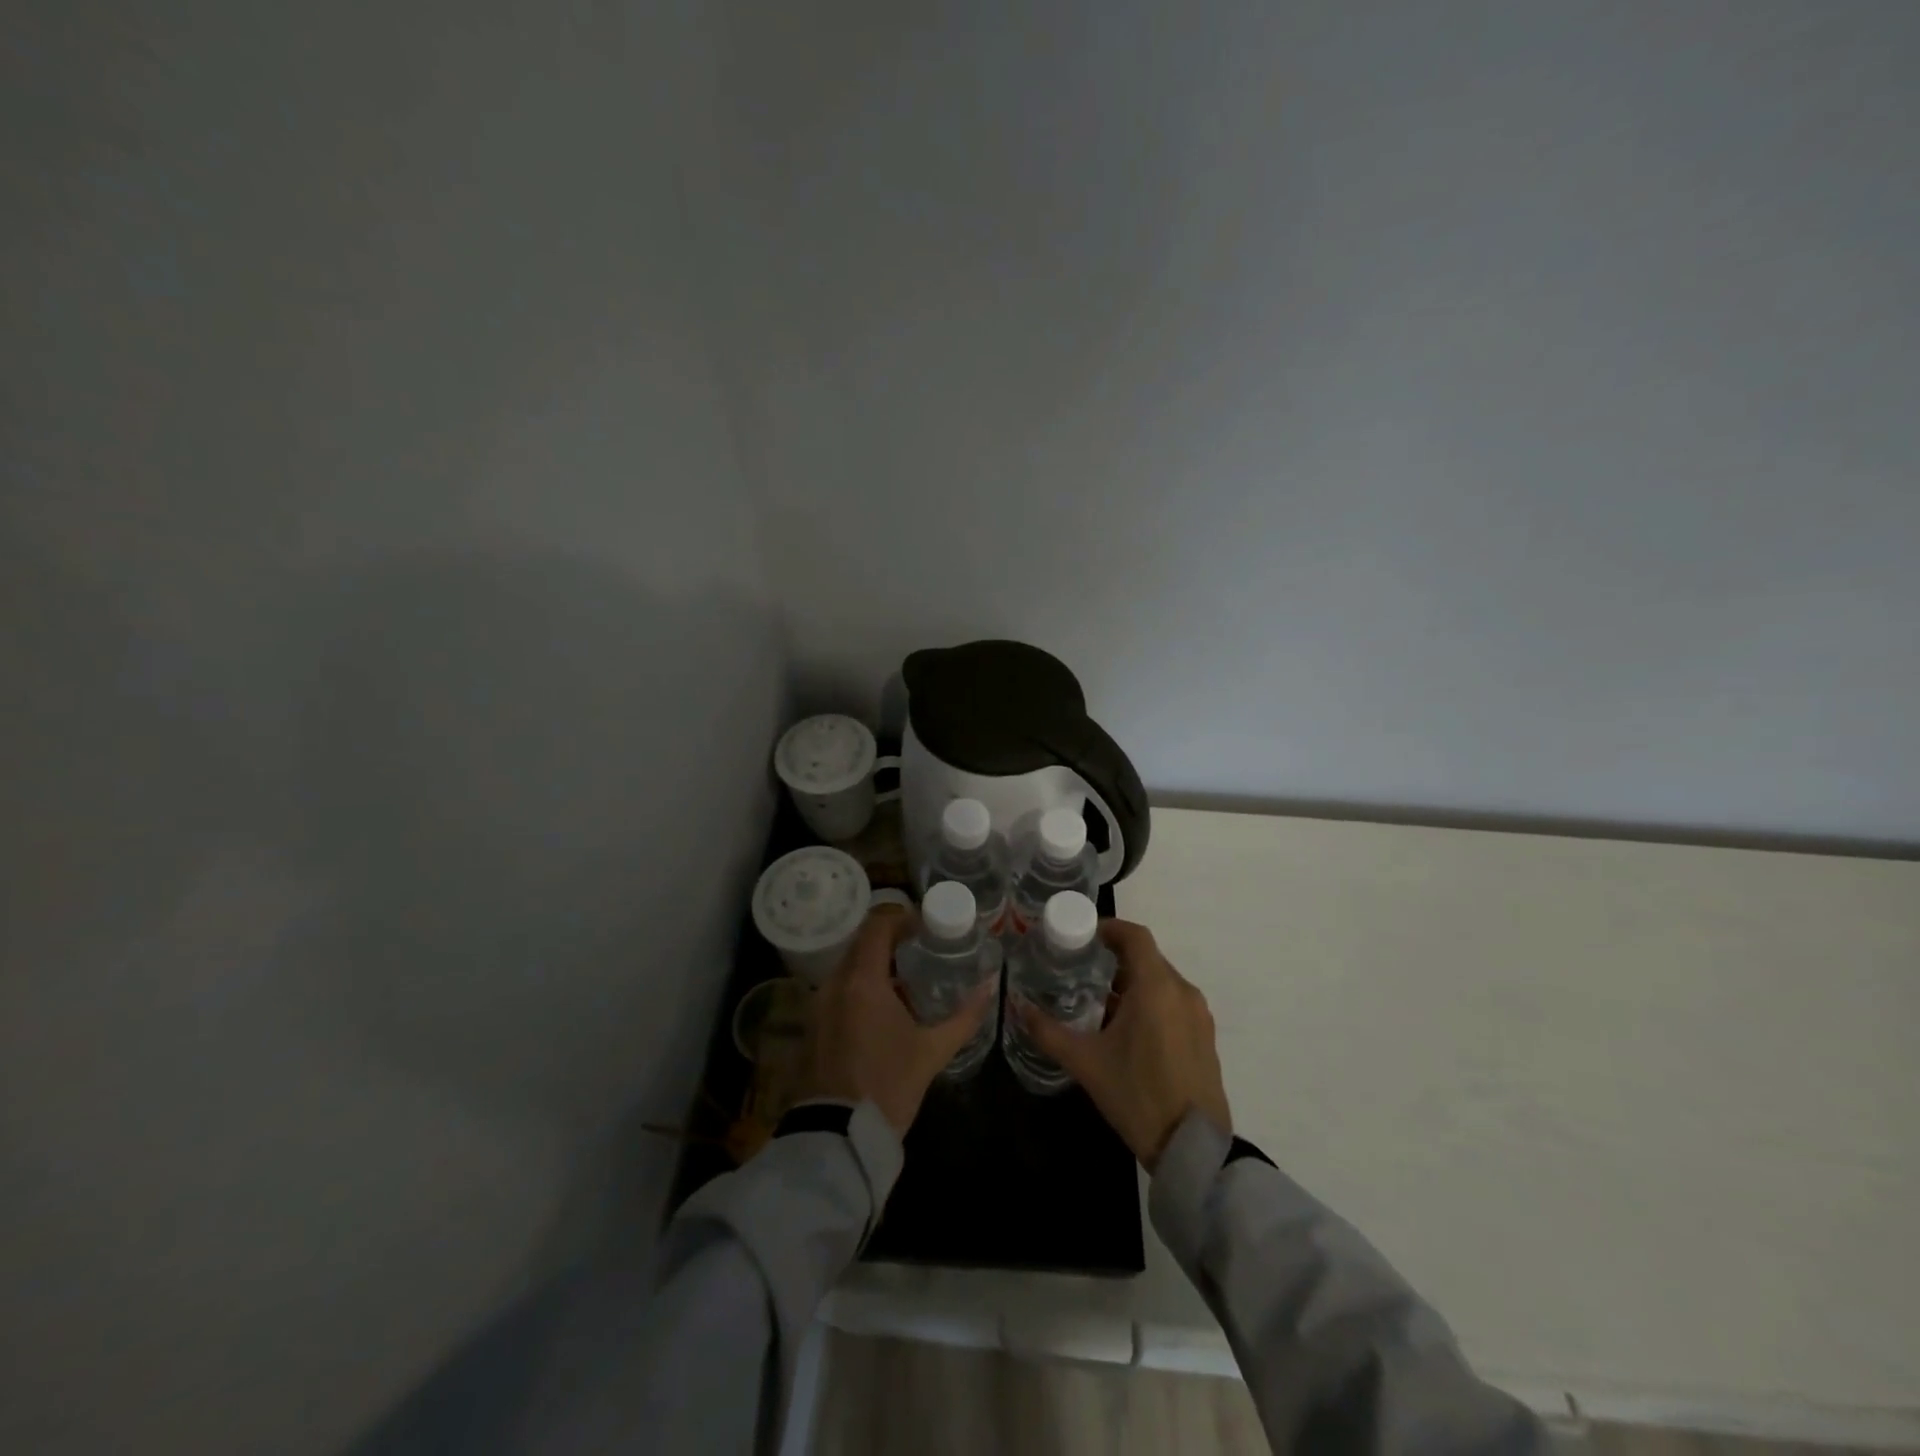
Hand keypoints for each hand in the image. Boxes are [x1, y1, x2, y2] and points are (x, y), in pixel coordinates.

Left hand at [798, 906, 997, 1136]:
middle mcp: (834, 983)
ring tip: (906, 979)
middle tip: (921, 949)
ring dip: (874, 965)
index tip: (925, 926)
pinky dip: (860, 987)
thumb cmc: (889, 1086)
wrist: (839, 1136)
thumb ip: (965, 1016)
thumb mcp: (933, 1051)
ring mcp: (818, 1004)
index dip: (901, 918)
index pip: (877, 926)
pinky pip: (838, 989)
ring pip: (848, 966)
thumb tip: (991, 988)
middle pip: (861, 943)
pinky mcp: (813, 1025)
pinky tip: (883, 1009)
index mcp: (863, 981)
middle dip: (890, 941)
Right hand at [1011, 918, 1229, 1170]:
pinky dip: (1151, 1002)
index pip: (1135, 936)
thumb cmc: (1137, 1095)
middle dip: (1115, 958)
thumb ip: (1048, 1031)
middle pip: (1147, 958)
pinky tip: (1128, 1030)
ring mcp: (1198, 1015)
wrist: (1193, 1148)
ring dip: (1133, 982)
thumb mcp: (1085, 1063)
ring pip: (1161, 981)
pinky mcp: (1205, 1036)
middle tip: (1082, 969)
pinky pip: (1174, 1003)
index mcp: (1156, 987)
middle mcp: (1182, 991)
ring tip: (1100, 1001)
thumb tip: (1018, 1006)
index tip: (1083, 935)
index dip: (1109, 928)